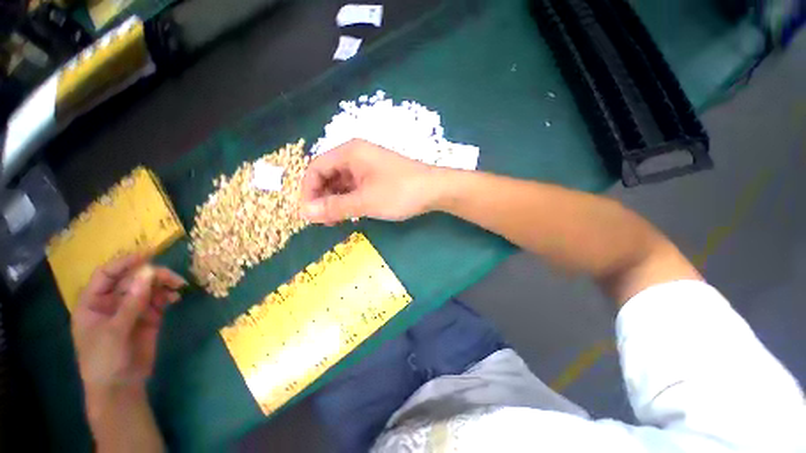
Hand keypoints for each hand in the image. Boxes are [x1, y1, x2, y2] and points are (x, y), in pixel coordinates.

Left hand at [71, 255, 185, 401]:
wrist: (120, 387)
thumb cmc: (104, 359)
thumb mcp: (115, 331)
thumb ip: (132, 302)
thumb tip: (149, 272)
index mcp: (94, 302)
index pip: (107, 274)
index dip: (125, 262)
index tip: (149, 254)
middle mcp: (112, 302)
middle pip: (133, 279)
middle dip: (152, 276)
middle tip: (172, 279)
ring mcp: (131, 310)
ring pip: (148, 288)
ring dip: (163, 285)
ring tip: (177, 288)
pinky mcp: (148, 317)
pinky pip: (159, 300)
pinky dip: (168, 296)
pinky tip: (175, 298)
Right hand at [301, 139, 442, 223]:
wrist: (435, 190)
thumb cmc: (399, 192)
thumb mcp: (365, 201)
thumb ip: (334, 207)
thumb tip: (304, 213)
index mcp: (349, 152)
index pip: (316, 168)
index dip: (308, 191)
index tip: (309, 214)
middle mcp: (356, 155)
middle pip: (328, 174)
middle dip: (322, 197)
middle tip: (323, 221)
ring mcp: (367, 165)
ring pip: (342, 182)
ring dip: (335, 200)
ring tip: (335, 220)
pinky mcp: (377, 176)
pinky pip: (355, 186)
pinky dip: (349, 199)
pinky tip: (350, 213)